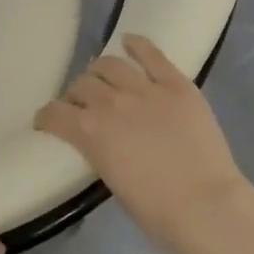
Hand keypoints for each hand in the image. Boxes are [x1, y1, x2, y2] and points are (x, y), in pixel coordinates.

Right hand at [35, 34, 252, 246]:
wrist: (206, 206)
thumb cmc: (156, 211)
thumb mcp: (111, 181)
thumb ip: (100, 153)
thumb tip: (102, 143)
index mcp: (89, 132)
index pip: (54, 113)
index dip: (48, 117)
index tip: (50, 122)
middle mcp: (111, 102)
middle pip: (82, 85)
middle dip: (77, 95)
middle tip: (85, 106)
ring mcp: (145, 89)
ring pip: (110, 64)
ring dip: (100, 71)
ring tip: (105, 79)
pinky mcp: (176, 84)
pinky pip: (151, 54)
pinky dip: (137, 45)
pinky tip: (129, 43)